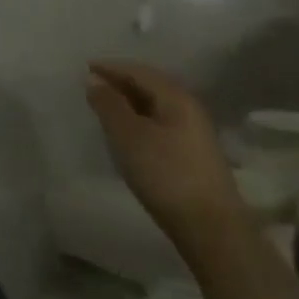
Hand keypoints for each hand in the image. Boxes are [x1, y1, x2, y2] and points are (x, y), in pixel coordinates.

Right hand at [86, 60, 246, 246]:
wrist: (213, 231)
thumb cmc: (165, 174)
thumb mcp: (128, 135)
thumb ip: (108, 103)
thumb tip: (94, 79)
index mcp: (175, 97)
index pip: (138, 71)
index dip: (110, 67)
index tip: (85, 67)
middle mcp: (189, 109)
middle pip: (150, 86)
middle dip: (121, 83)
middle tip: (94, 86)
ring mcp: (195, 135)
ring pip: (156, 107)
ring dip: (131, 103)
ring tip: (107, 109)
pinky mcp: (195, 157)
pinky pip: (162, 125)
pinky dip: (141, 121)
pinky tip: (130, 135)